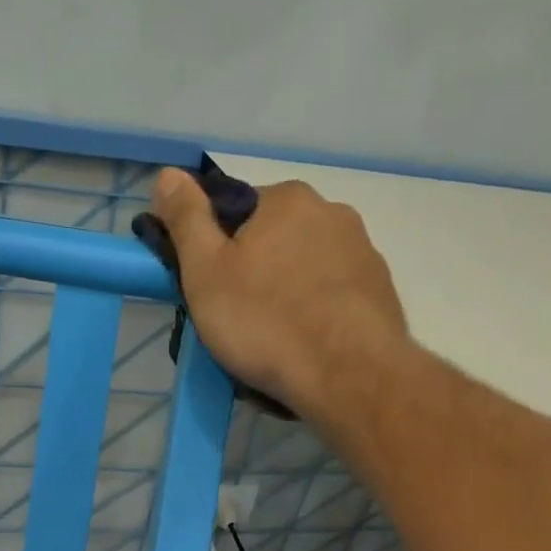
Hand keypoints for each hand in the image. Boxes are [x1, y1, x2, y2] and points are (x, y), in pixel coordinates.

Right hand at [148, 167, 411, 430]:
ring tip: (274, 340)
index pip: (237, 210)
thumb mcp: (205, 272)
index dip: (216, 248)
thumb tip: (168, 174)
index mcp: (287, 199)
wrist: (348, 376)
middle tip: (237, 319)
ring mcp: (364, 252)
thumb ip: (186, 220)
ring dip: (288, 293)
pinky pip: (334, 297)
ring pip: (306, 268)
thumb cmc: (266, 322)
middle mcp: (332, 212)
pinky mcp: (382, 292)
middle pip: (276, 239)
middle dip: (255, 271)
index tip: (209, 288)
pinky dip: (317, 314)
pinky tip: (307, 347)